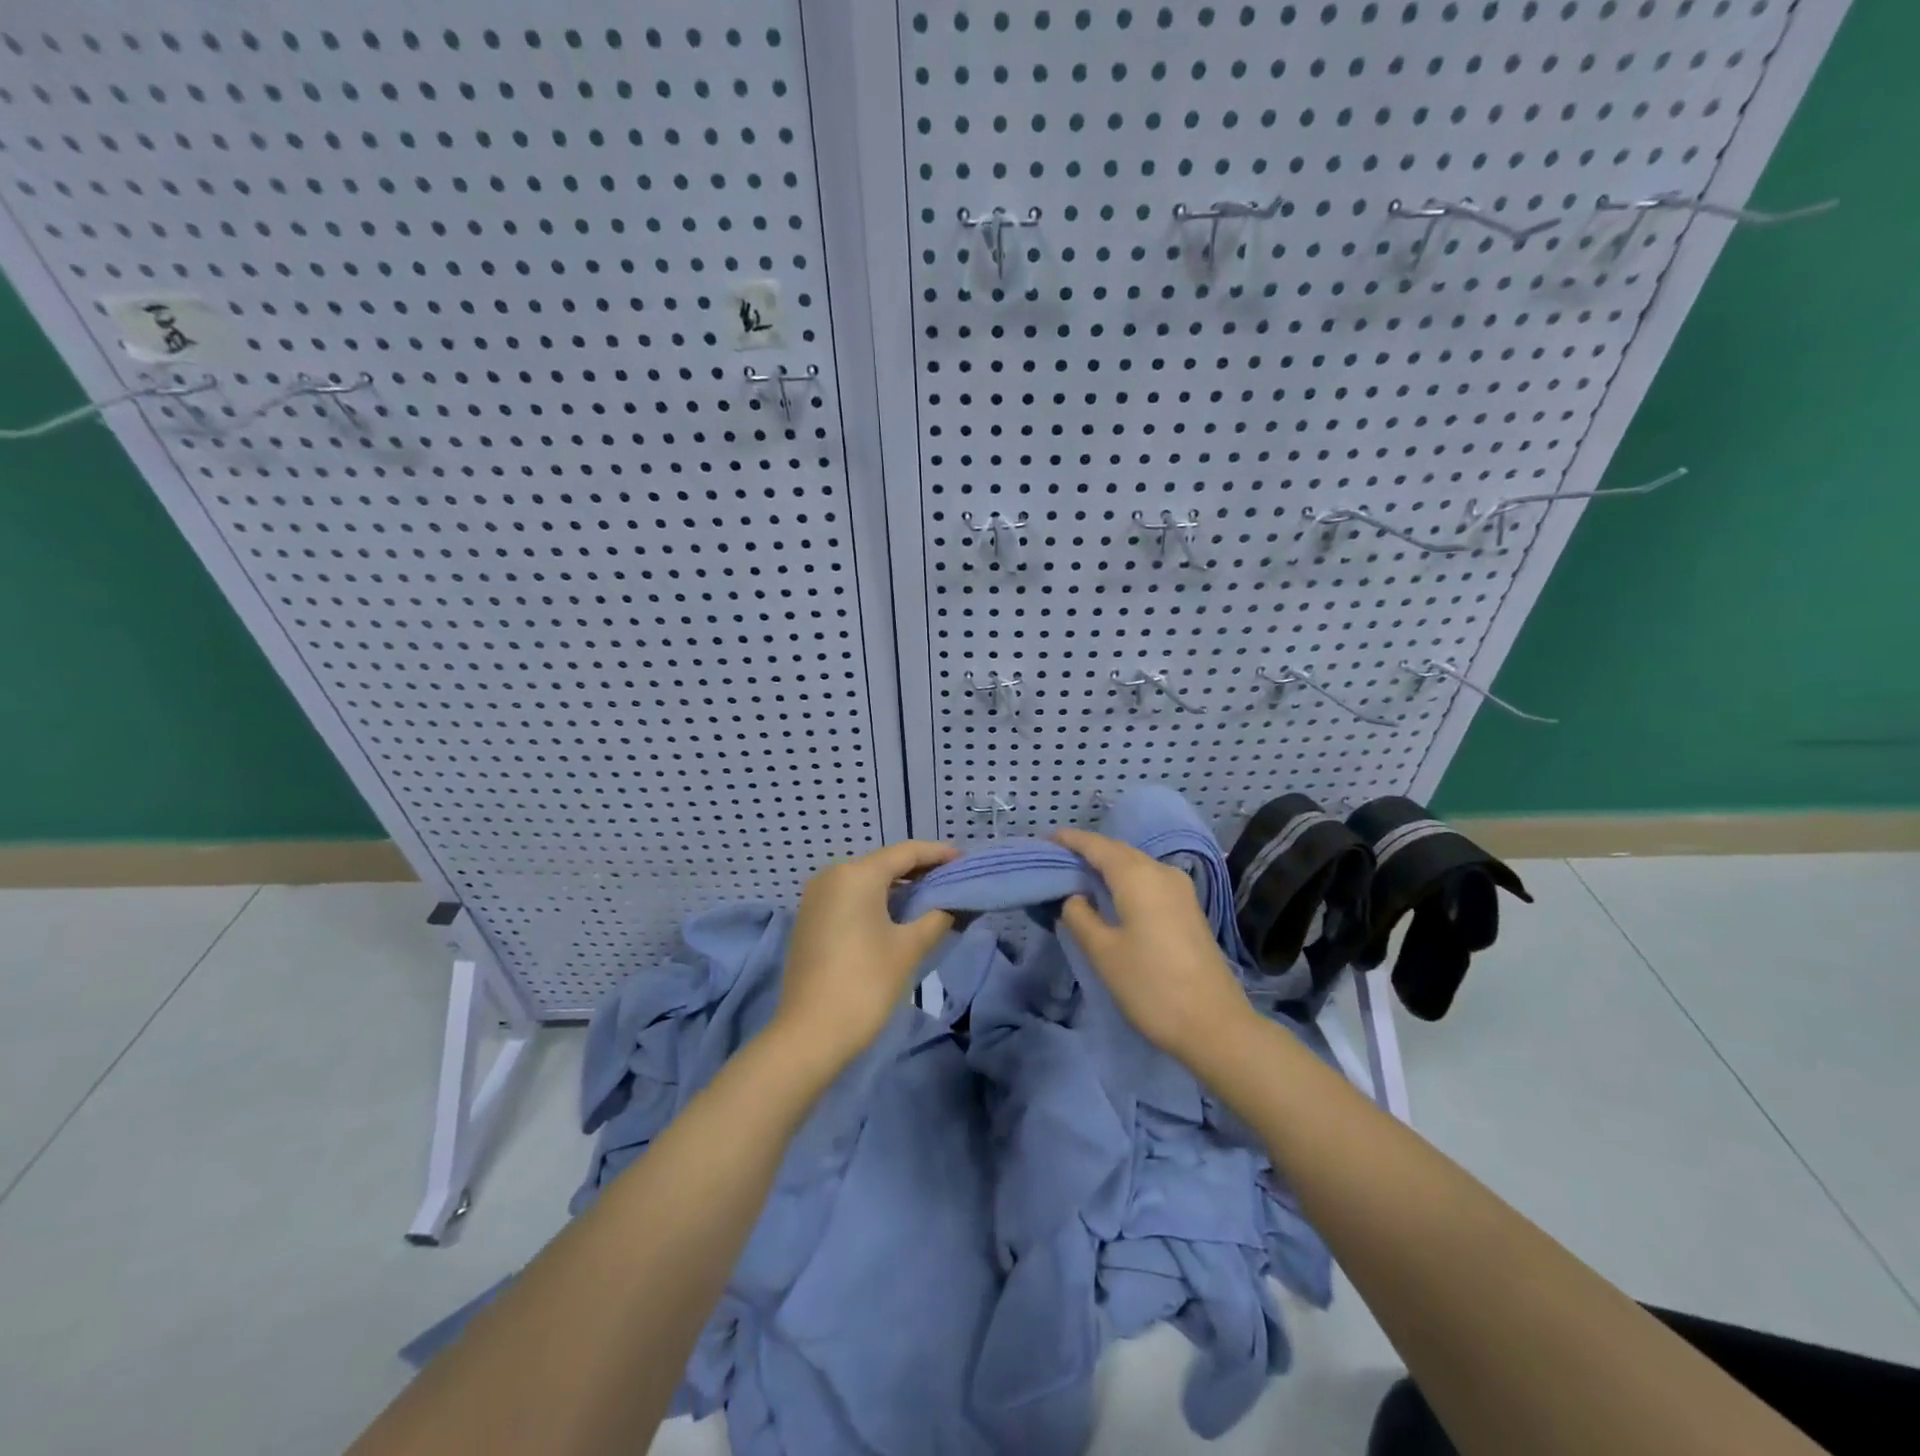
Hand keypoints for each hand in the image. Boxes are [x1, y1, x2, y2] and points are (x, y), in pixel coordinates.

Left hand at [774, 840, 959, 1071]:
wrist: (810, 1033)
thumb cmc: (866, 983)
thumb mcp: (909, 948)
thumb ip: (937, 917)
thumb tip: (953, 904)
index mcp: (856, 874)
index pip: (906, 853)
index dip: (938, 854)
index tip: (964, 860)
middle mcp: (832, 875)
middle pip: (884, 863)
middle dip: (919, 870)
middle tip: (952, 880)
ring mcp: (816, 897)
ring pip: (866, 880)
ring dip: (898, 886)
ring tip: (931, 896)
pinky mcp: (810, 919)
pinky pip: (850, 897)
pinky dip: (876, 900)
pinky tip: (898, 914)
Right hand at [1054, 827, 1256, 1069]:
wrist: (1215, 1025)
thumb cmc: (1151, 986)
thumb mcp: (1104, 953)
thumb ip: (1081, 917)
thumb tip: (1075, 897)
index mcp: (1138, 876)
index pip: (1097, 846)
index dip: (1071, 840)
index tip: (1046, 839)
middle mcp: (1162, 872)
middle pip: (1119, 851)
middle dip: (1088, 851)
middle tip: (1057, 859)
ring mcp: (1181, 890)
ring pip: (1137, 865)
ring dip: (1108, 866)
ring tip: (1080, 875)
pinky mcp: (1189, 909)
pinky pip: (1150, 880)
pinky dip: (1126, 880)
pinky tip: (1113, 895)